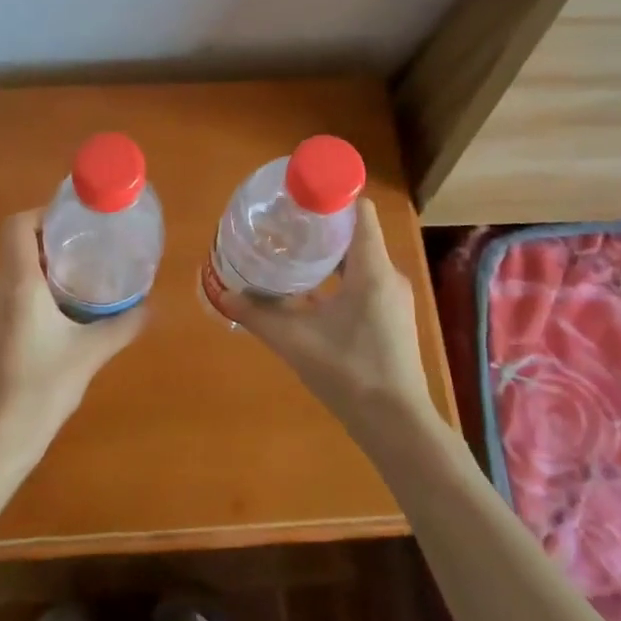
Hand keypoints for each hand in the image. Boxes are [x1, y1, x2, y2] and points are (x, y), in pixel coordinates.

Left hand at [0, 210, 148, 473]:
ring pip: (12, 275)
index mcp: (18, 285)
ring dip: (42, 272)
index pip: (17, 225)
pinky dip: (30, 296)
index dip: (42, 215)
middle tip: (88, 253)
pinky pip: (6, 299)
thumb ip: (123, 326)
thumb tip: (153, 306)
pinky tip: (55, 323)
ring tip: (78, 286)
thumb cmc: (41, 390)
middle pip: (17, 248)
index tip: (74, 224)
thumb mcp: (90, 355)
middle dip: (51, 244)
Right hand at [217, 199, 438, 443]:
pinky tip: (309, 290)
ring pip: (360, 259)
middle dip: (320, 225)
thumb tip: (224, 295)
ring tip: (290, 251)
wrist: (396, 423)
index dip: (330, 197)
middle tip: (282, 223)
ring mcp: (392, 297)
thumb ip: (258, 315)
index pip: (359, 212)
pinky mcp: (390, 316)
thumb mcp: (295, 341)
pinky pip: (364, 280)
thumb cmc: (349, 372)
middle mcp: (388, 275)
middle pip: (356, 233)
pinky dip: (338, 276)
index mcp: (372, 269)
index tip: (297, 197)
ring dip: (328, 253)